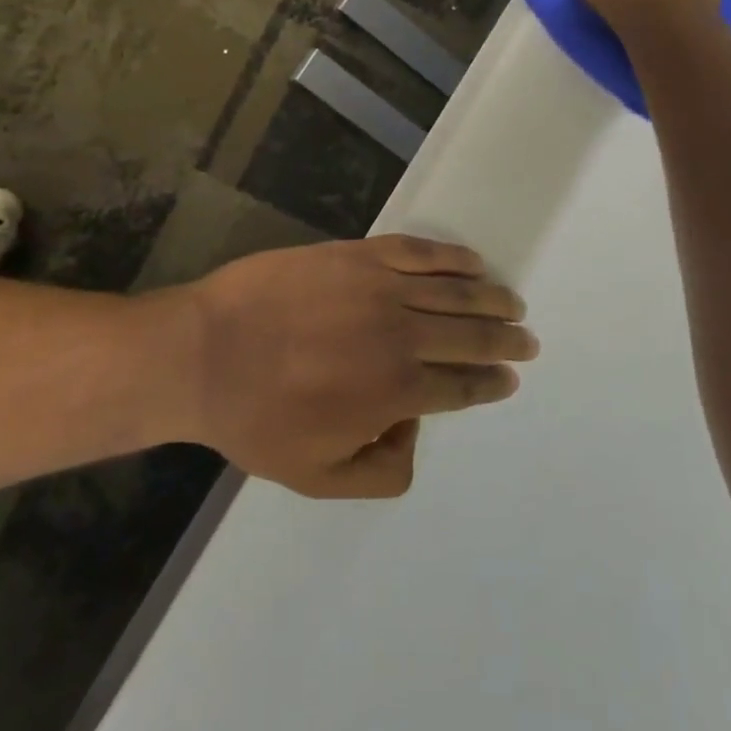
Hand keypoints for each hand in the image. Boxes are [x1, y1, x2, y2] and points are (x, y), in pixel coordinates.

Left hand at [172, 236, 536, 498]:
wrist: (204, 352)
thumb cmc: (257, 419)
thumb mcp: (317, 478)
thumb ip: (381, 472)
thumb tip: (414, 432)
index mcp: (397, 391)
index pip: (461, 385)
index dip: (490, 383)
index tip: (509, 379)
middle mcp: (401, 334)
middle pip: (469, 334)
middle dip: (504, 340)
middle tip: (526, 340)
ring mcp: (381, 287)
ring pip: (453, 291)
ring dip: (488, 298)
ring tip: (511, 302)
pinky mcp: (358, 254)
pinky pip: (418, 251)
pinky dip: (451, 257)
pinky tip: (471, 261)